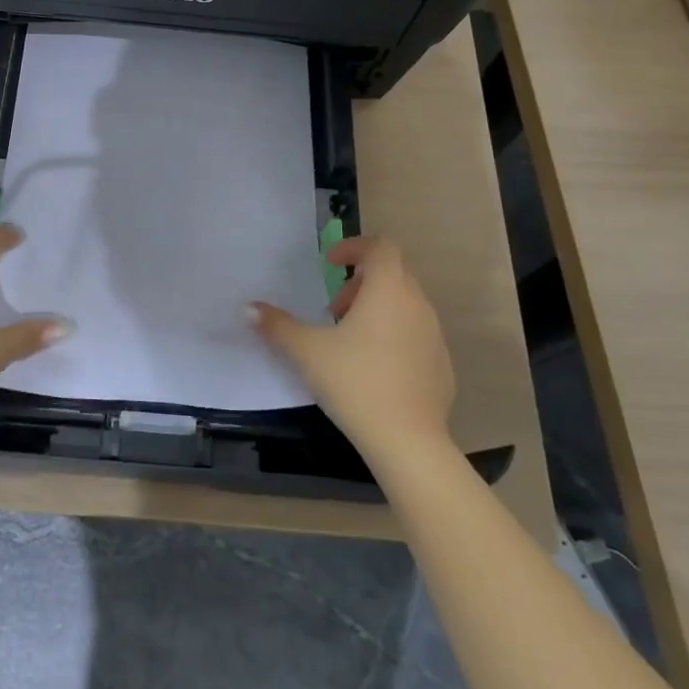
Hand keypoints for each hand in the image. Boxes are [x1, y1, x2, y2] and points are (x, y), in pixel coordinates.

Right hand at [247, 236, 456, 459]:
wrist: (408, 442)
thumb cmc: (355, 382)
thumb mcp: (306, 351)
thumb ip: (276, 325)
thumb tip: (247, 308)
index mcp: (388, 290)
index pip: (381, 246)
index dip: (354, 247)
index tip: (330, 265)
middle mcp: (418, 305)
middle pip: (393, 274)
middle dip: (360, 283)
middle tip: (333, 309)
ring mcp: (434, 336)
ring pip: (405, 306)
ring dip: (377, 310)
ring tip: (349, 341)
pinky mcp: (442, 366)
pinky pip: (416, 336)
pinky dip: (394, 337)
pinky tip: (373, 370)